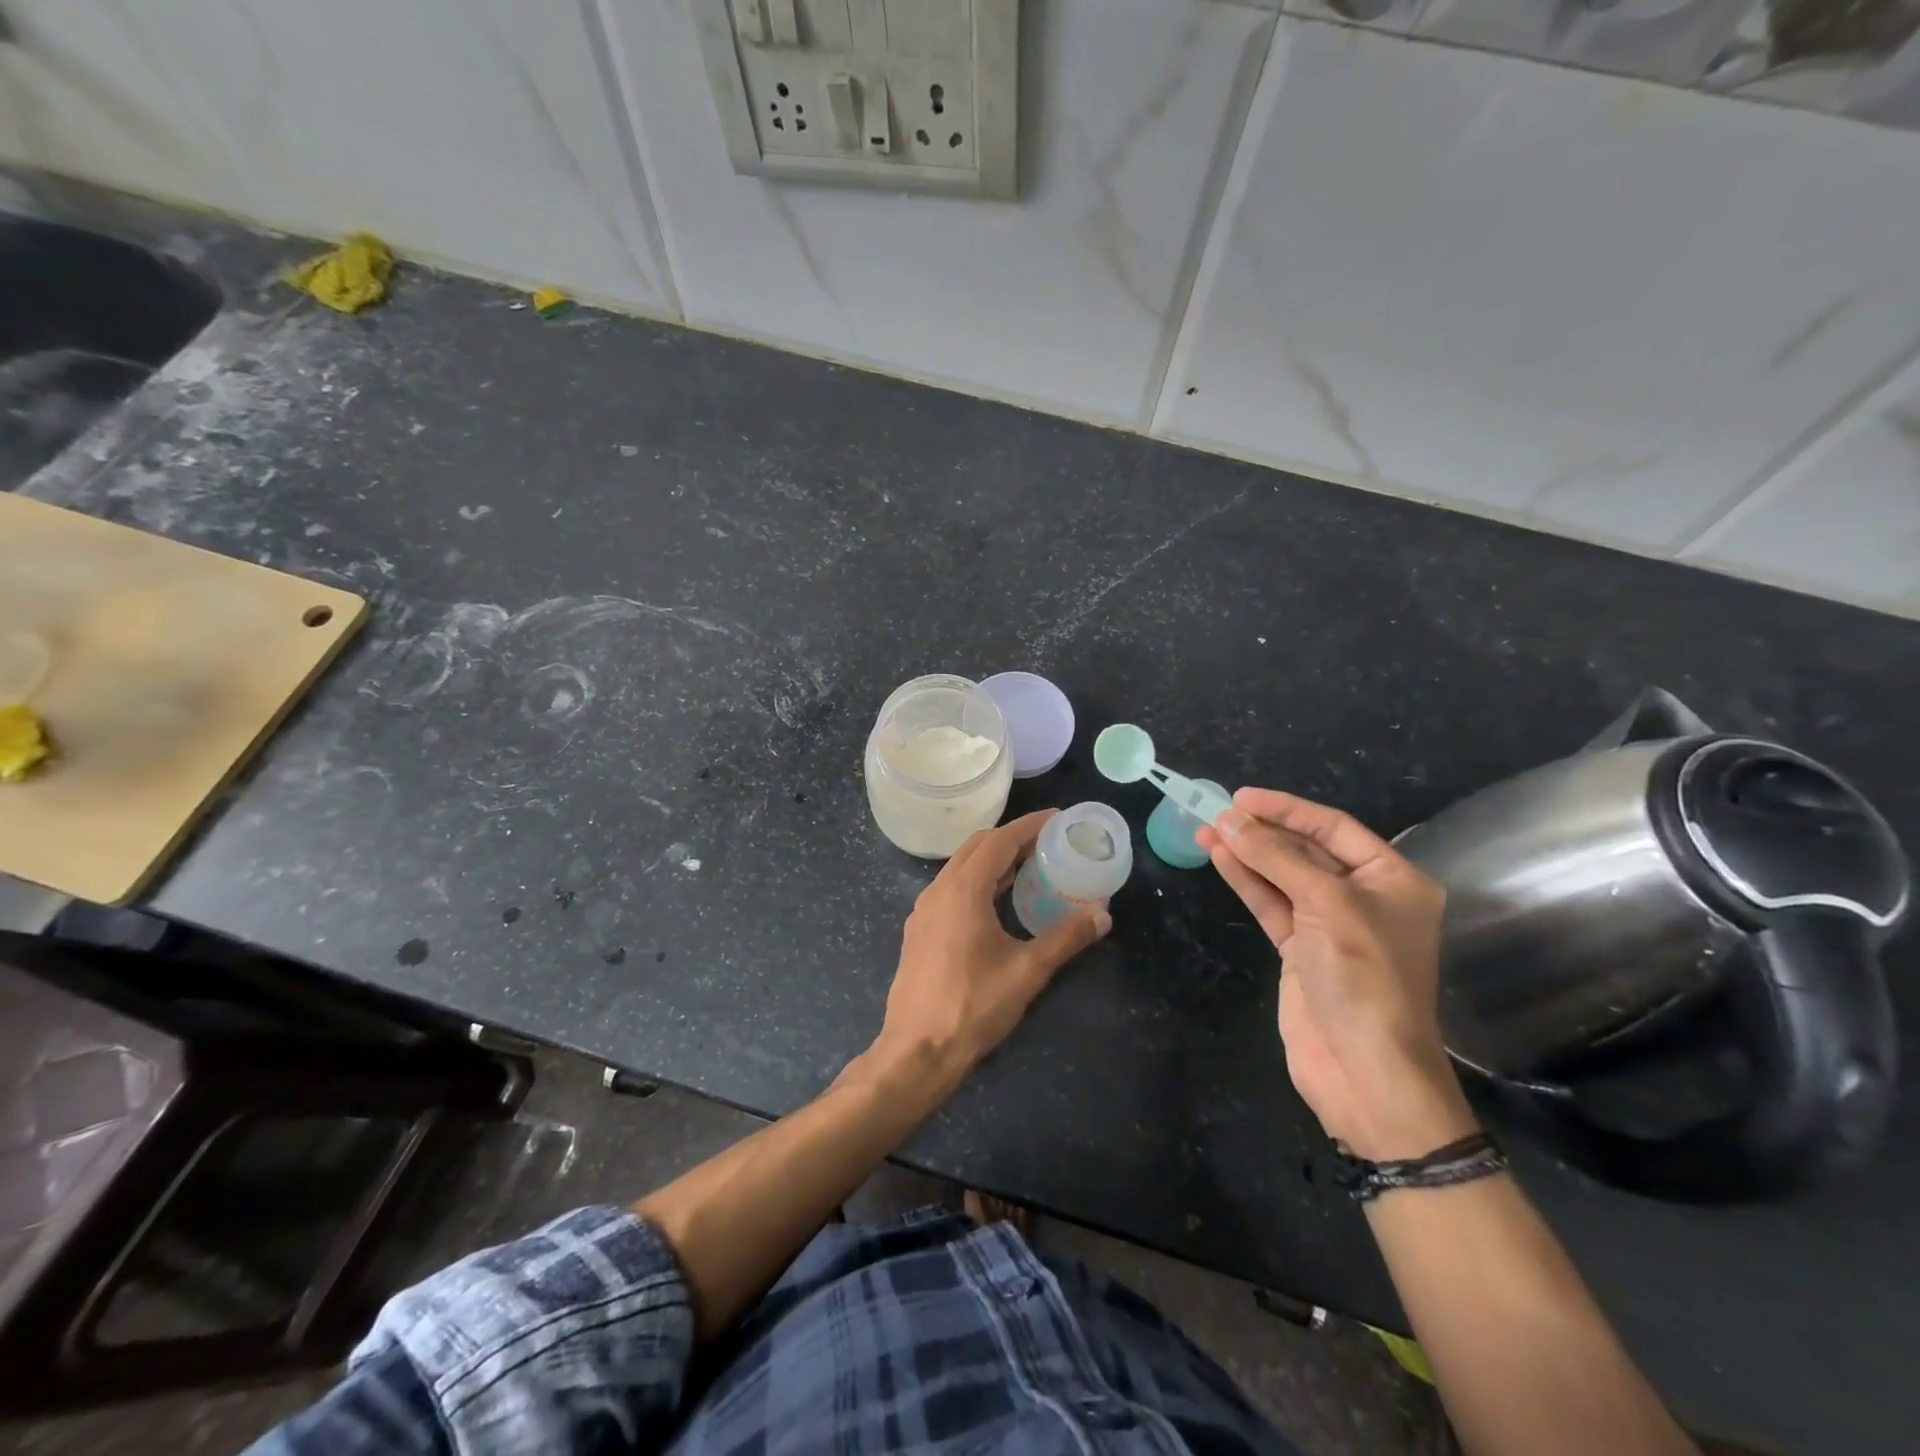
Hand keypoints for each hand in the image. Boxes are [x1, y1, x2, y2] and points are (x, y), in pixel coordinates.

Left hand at [867, 810, 1109, 1098]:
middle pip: (978, 847)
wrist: (917, 1050)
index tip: (1058, 817)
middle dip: (1012, 838)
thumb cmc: (973, 1006)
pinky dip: (978, 881)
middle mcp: (938, 890)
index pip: (999, 840)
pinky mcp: (920, 930)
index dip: (1030, 825)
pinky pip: (952, 888)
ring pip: (961, 868)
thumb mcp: (1027, 971)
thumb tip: (1102, 916)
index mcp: (962, 890)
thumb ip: (1066, 938)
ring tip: (1030, 866)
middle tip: (1048, 841)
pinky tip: (998, 900)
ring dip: (994, 860)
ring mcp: (924, 910)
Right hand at [1196, 789, 1475, 1159]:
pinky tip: (1220, 858)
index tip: (1242, 796)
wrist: (1364, 1071)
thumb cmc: (1363, 977)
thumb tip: (1228, 819)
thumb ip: (1276, 857)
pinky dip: (1246, 881)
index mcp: (1393, 880)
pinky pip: (1271, 903)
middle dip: (1262, 831)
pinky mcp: (1301, 950)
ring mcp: (1330, 925)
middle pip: (1306, 849)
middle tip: (1216, 812)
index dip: (1287, 808)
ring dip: (1247, 853)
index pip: (1334, 827)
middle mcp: (1364, 897)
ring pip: (1283, 876)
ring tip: (1206, 829)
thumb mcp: (1326, 905)